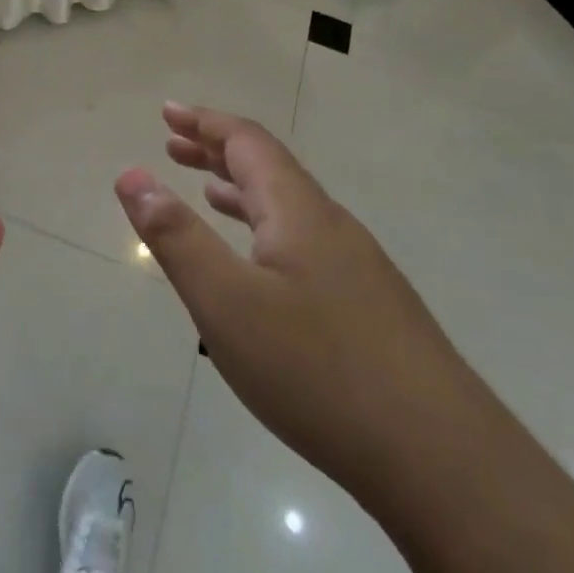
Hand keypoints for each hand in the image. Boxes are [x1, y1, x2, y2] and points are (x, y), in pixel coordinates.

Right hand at [114, 103, 473, 497]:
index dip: (204, 122)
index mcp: (298, 212)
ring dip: (242, 191)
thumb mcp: (226, 302)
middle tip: (172, 143)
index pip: (248, 143)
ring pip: (290, 209)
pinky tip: (260, 265)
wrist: (442, 460)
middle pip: (270, 168)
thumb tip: (131, 174)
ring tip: (206, 191)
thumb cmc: (317, 371)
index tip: (167, 112)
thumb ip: (176, 236)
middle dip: (217, 150)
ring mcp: (358, 268)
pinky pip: (305, 243)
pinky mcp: (371, 307)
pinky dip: (267, 232)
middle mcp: (332, 226)